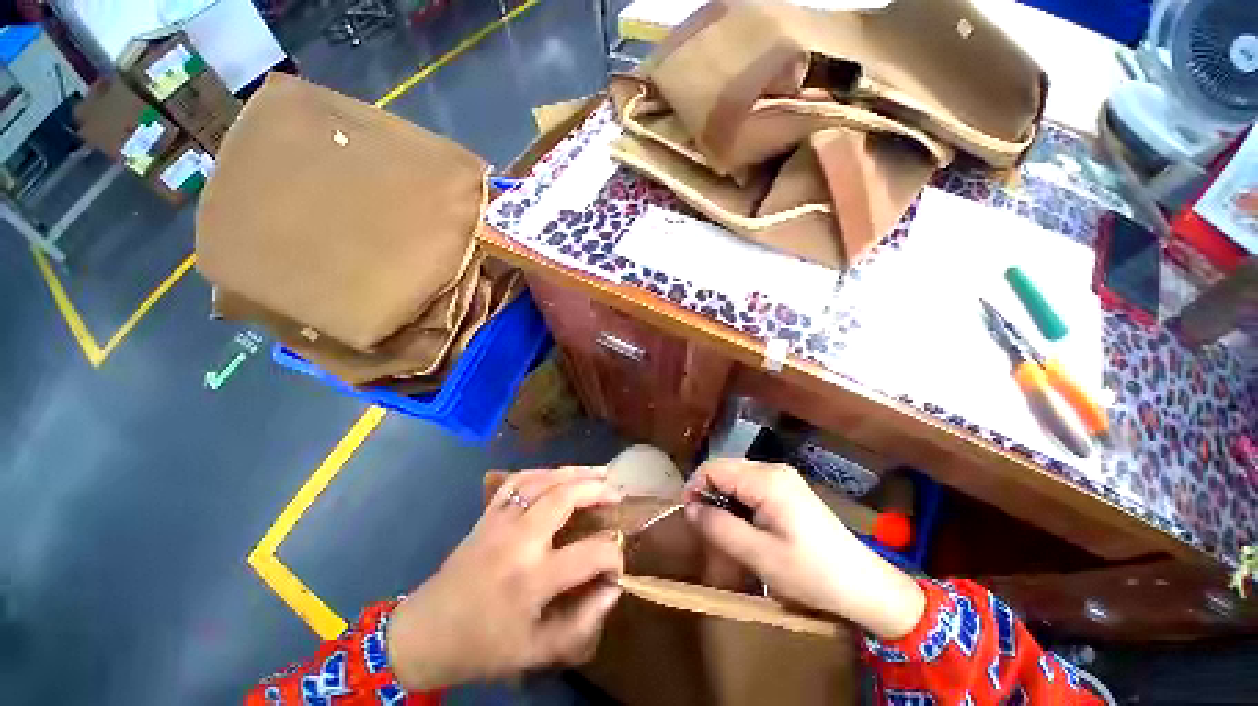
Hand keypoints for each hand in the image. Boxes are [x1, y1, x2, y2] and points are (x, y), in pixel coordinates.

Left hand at [387, 467, 624, 690]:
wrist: (426, 633)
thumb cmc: (484, 647)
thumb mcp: (537, 651)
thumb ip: (582, 622)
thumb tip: (613, 588)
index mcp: (532, 579)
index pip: (589, 553)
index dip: (613, 554)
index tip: (619, 561)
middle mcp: (518, 540)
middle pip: (565, 497)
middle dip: (598, 490)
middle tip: (618, 492)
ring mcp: (500, 520)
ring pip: (543, 480)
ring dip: (575, 472)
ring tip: (599, 473)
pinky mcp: (487, 514)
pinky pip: (517, 481)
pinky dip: (543, 472)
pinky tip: (558, 474)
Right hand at [684, 459, 924, 639]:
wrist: (864, 585)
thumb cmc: (811, 572)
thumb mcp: (759, 555)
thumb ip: (719, 528)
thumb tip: (690, 508)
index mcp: (765, 479)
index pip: (713, 468)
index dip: (694, 488)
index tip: (689, 517)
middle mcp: (772, 469)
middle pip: (724, 470)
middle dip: (708, 495)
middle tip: (705, 529)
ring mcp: (782, 478)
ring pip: (736, 479)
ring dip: (723, 502)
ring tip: (723, 532)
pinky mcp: (788, 490)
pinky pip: (751, 488)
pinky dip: (739, 504)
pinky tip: (744, 528)